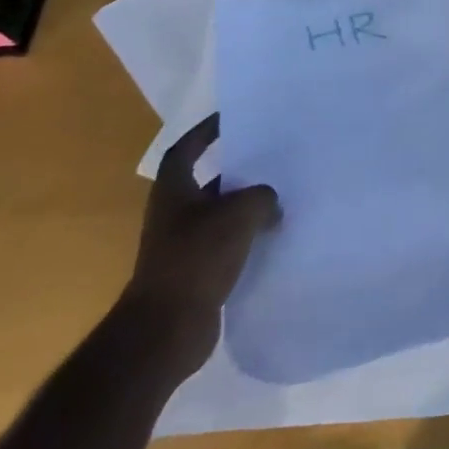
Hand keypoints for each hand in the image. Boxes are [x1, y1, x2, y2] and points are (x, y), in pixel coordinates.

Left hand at [121, 114, 280, 376]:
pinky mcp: (195, 275)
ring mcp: (182, 247)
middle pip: (208, 182)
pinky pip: (227, 246)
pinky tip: (274, 237)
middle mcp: (174, 215)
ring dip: (246, 207)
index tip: (232, 118)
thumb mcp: (240, 213)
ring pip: (220, 215)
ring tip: (282, 196)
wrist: (165, 330)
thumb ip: (263, 197)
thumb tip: (272, 205)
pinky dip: (247, 239)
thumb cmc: (196, 257)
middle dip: (237, 170)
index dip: (205, 132)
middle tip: (272, 157)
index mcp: (173, 191)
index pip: (186, 149)